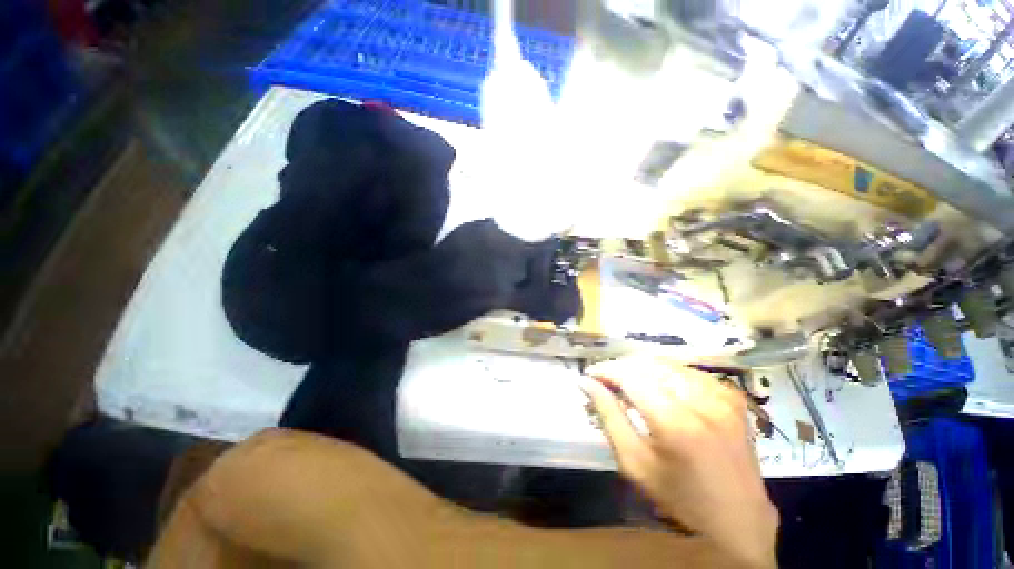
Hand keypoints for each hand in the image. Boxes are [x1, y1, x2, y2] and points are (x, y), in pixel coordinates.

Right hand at [581, 357, 778, 568]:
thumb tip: (586, 382)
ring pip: (665, 363)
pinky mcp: (731, 394)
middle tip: (604, 379)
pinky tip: (654, 386)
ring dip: (640, 368)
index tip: (589, 374)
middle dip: (620, 367)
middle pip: (647, 364)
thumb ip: (608, 416)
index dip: (606, 370)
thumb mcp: (634, 462)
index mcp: (676, 423)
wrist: (740, 518)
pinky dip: (663, 373)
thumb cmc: (679, 497)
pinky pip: (685, 370)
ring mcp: (721, 394)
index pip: (630, 377)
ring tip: (625, 381)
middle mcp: (702, 401)